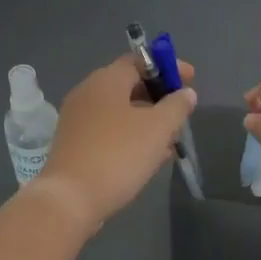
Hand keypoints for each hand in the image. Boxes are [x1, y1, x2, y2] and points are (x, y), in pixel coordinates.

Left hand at [35, 56, 197, 228]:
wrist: (70, 199)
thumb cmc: (118, 154)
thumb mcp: (158, 128)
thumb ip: (177, 106)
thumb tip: (186, 93)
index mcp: (106, 79)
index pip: (140, 60)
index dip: (168, 67)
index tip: (190, 80)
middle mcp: (88, 92)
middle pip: (129, 84)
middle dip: (159, 97)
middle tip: (181, 113)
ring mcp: (77, 118)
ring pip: (120, 110)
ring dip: (147, 120)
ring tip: (171, 140)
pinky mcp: (74, 143)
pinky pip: (109, 130)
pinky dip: (131, 135)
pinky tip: (149, 156)